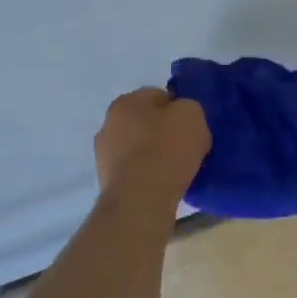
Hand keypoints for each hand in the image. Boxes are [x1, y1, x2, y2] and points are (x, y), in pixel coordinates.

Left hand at [94, 88, 210, 210]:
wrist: (141, 200)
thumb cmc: (166, 149)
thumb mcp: (192, 114)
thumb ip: (188, 108)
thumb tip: (181, 118)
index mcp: (125, 102)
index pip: (159, 97)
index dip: (179, 110)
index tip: (192, 128)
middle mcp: (108, 124)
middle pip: (146, 123)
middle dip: (164, 132)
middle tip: (186, 148)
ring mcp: (104, 155)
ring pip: (139, 148)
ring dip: (154, 155)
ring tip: (176, 171)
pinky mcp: (107, 183)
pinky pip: (135, 172)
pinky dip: (147, 176)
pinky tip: (163, 186)